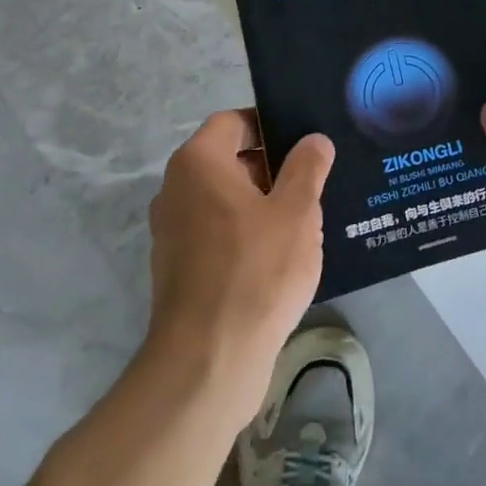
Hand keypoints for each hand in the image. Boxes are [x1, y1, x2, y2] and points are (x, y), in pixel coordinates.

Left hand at [146, 112, 332, 427]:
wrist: (208, 363)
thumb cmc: (255, 270)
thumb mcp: (297, 211)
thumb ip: (307, 167)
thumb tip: (313, 140)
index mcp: (198, 163)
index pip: (233, 122)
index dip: (270, 125)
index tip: (304, 144)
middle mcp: (176, 190)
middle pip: (229, 160)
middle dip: (272, 169)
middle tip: (313, 184)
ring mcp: (172, 232)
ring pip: (225, 201)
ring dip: (261, 206)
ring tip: (304, 222)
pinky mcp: (178, 270)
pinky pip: (217, 235)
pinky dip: (245, 237)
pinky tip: (280, 260)